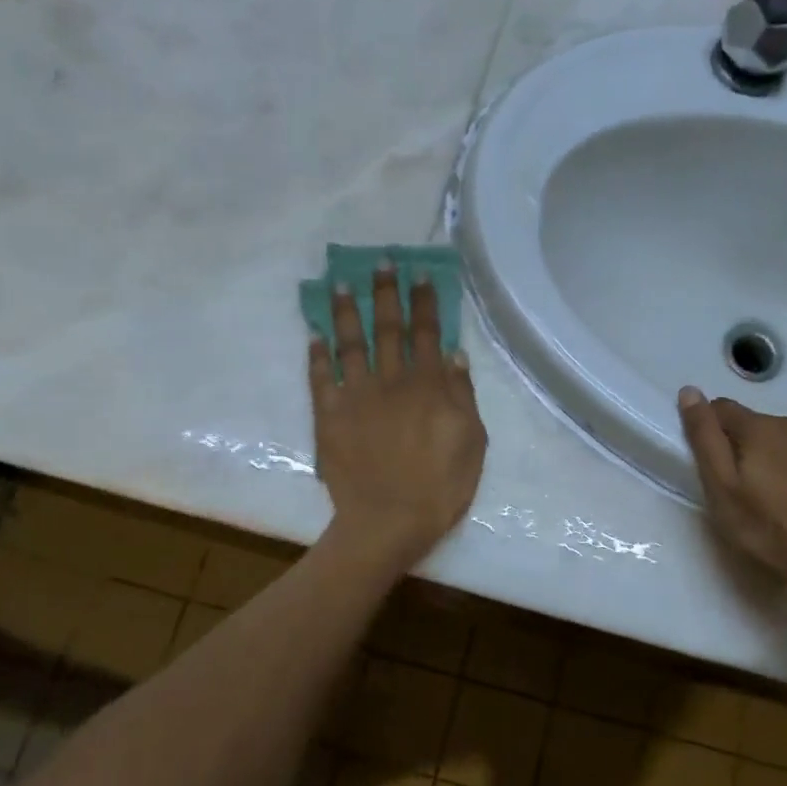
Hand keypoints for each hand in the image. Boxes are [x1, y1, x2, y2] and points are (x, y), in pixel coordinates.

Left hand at [310, 264, 486, 573]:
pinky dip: (317, 355)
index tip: (419, 275)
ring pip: (350, 344)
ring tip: (341, 285)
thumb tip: (454, 354)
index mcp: (428, 387)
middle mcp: (390, 381)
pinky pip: (320, 379)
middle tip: (380, 263)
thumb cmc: (439, 487)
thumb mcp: (472, 443)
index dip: (424, 302)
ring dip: (346, 312)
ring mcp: (356, 397)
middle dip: (385, 293)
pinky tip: (314, 335)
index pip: (427, 334)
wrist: (388, 522)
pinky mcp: (328, 417)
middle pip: (387, 329)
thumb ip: (463, 396)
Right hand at [677, 387, 786, 610]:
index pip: (720, 408)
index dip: (708, 431)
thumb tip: (689, 391)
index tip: (709, 464)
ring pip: (782, 439)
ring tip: (768, 495)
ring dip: (770, 456)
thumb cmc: (766, 527)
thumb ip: (704, 437)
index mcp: (760, 427)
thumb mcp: (721, 486)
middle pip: (753, 424)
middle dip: (740, 446)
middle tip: (737, 488)